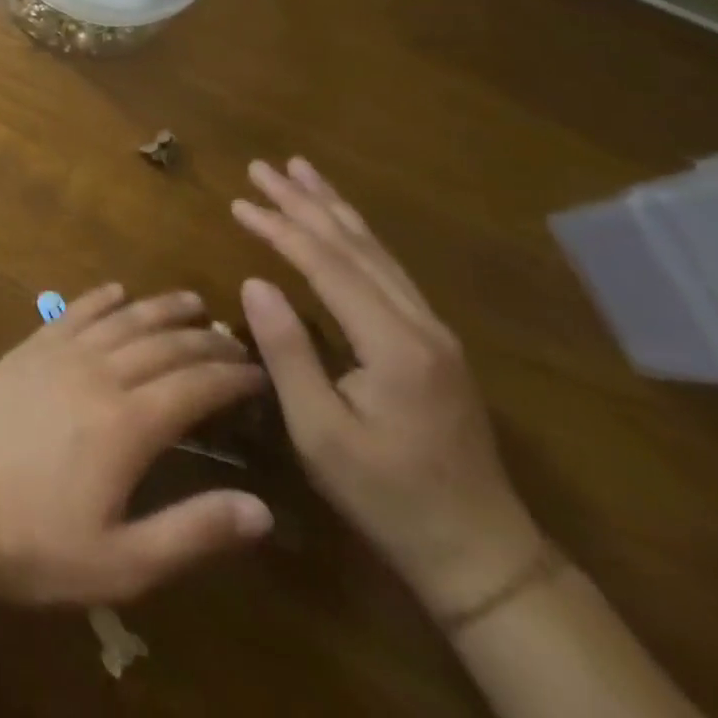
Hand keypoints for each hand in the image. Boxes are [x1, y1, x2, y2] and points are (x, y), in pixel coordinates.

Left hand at [0, 284, 271, 606]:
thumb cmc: (38, 544)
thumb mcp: (125, 563)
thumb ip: (194, 532)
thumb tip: (262, 510)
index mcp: (127, 424)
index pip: (194, 386)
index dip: (231, 377)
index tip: (259, 372)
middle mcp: (97, 375)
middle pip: (162, 345)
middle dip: (204, 341)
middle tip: (234, 340)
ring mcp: (57, 355)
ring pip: (120, 320)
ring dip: (159, 308)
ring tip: (190, 303)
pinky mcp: (26, 349)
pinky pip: (71, 313)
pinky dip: (99, 298)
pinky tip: (116, 291)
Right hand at [232, 158, 543, 618]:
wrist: (480, 553)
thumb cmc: (386, 495)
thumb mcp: (320, 432)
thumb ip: (287, 352)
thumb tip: (254, 282)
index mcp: (393, 344)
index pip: (326, 266)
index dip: (280, 229)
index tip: (238, 201)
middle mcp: (419, 325)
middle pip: (354, 246)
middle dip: (305, 201)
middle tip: (263, 165)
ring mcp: (433, 332)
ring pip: (376, 252)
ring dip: (333, 209)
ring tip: (301, 171)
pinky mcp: (433, 343)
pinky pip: (387, 270)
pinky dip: (355, 236)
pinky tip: (340, 224)